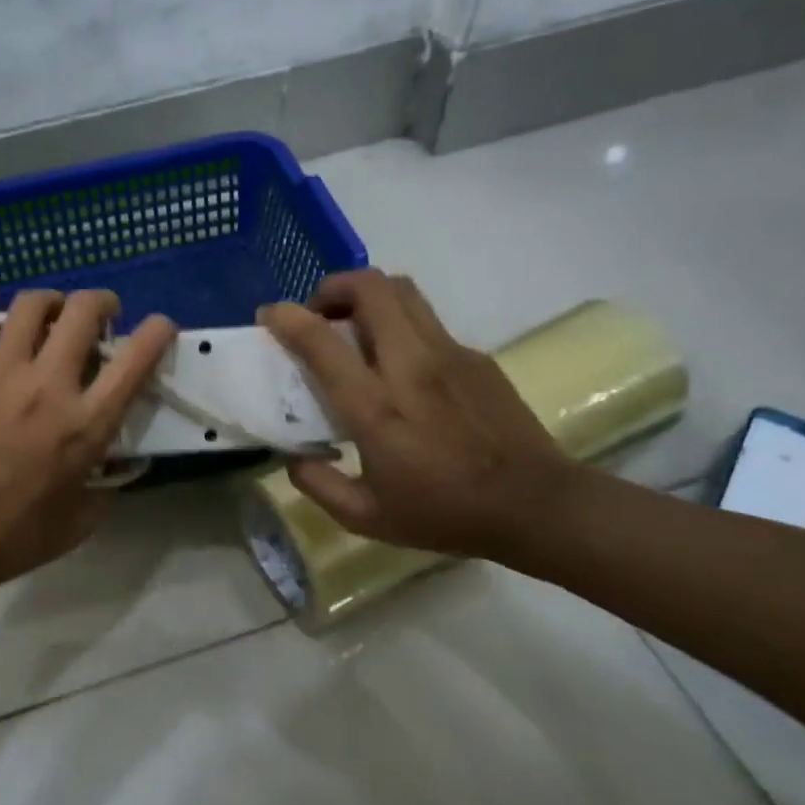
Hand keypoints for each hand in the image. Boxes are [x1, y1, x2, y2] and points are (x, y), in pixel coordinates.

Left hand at [0, 277, 176, 593]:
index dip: (157, 332)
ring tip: (52, 310)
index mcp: (85, 424)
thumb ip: (108, 487)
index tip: (159, 326)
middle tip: (101, 314)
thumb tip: (117, 463)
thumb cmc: (15, 537)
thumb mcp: (82, 521)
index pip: (135, 360)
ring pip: (29, 306)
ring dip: (50, 299)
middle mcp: (45, 386)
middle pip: (82, 313)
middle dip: (101, 302)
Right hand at [260, 269, 571, 558]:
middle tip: (318, 315)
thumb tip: (293, 455)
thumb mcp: (366, 517)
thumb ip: (317, 484)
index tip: (269, 316)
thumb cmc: (444, 513)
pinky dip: (399, 325)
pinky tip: (401, 367)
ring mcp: (449, 354)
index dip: (286, 318)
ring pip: (402, 291)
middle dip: (332, 287)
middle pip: (369, 287)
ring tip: (353, 328)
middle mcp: (410, 365)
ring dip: (367, 296)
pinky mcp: (475, 357)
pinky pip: (427, 322)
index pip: (321, 340)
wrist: (535, 505)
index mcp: (375, 407)